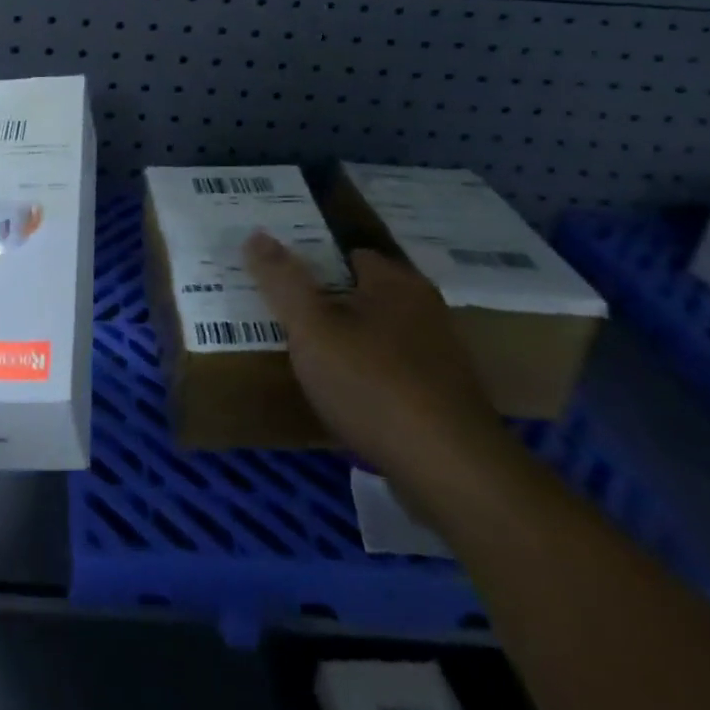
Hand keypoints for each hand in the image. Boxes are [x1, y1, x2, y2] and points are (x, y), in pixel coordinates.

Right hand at [246, 232, 508, 488]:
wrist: (453, 475)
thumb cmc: (375, 386)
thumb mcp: (312, 329)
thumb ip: (282, 281)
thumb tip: (256, 234)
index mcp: (396, 282)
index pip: (348, 253)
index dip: (313, 260)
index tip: (281, 276)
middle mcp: (425, 309)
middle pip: (364, 294)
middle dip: (329, 302)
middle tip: (287, 314)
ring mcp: (441, 357)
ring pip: (380, 335)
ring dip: (350, 343)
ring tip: (309, 355)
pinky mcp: (446, 401)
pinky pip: (395, 373)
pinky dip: (370, 378)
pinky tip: (345, 397)